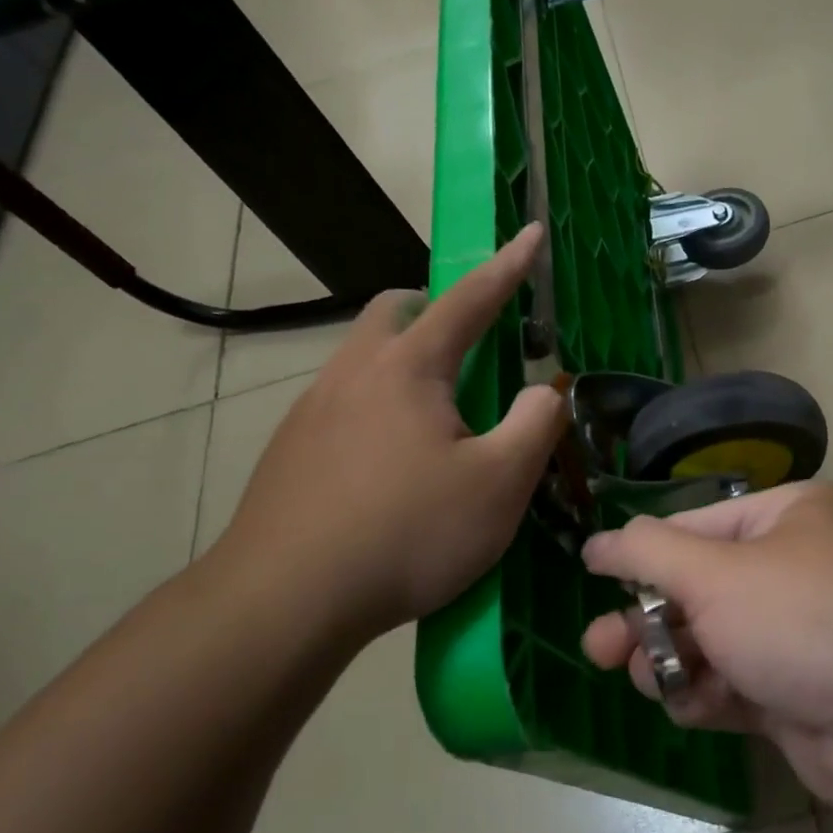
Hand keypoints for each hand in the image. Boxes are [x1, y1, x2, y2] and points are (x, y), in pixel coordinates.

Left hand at [210, 224, 566, 651]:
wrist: (286, 600)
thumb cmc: (407, 533)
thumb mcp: (499, 484)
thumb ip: (536, 424)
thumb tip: (546, 389)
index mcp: (408, 368)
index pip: (469, 300)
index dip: (508, 266)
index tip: (531, 233)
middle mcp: (353, 374)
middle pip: (392, 315)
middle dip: (434, 311)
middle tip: (469, 348)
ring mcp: (311, 411)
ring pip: (363, 361)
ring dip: (404, 366)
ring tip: (436, 421)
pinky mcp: (290, 452)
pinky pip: (342, 405)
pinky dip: (377, 409)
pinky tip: (390, 467)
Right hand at [579, 481, 832, 826]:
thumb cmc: (808, 617)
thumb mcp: (717, 573)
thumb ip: (646, 554)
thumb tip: (596, 542)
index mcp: (785, 518)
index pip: (692, 528)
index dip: (640, 554)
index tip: (591, 578)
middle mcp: (793, 570)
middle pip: (697, 589)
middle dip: (647, 618)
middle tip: (599, 650)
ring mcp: (797, 636)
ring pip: (710, 643)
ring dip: (672, 660)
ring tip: (649, 678)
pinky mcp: (798, 696)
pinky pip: (733, 687)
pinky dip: (706, 696)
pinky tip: (690, 707)